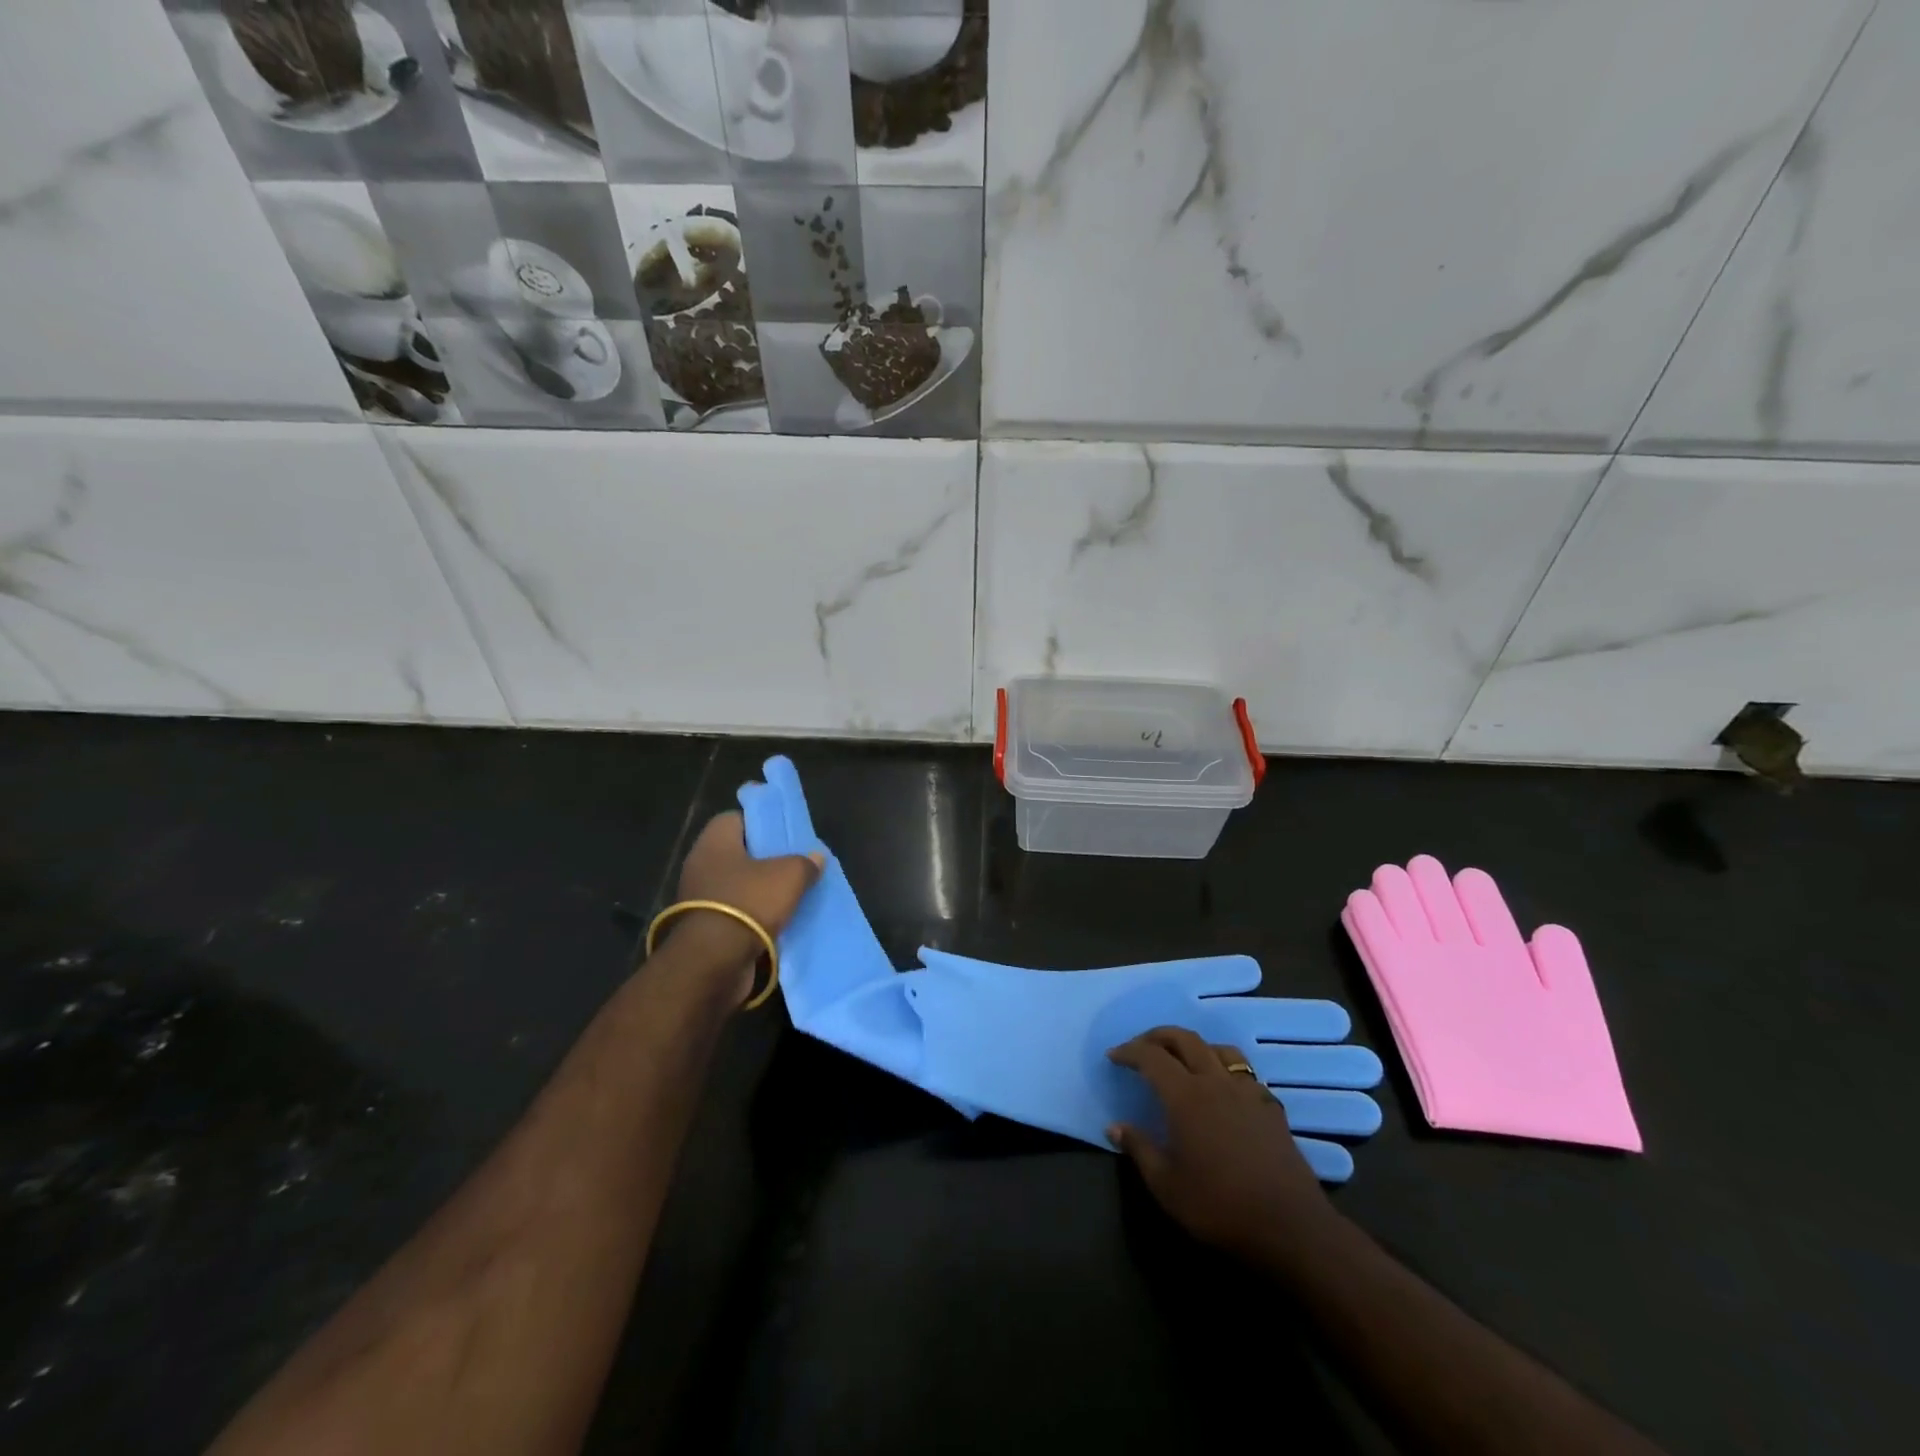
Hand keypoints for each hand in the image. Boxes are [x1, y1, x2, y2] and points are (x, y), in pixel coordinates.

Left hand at [666, 811, 823, 998]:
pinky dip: (753, 917)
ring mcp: (699, 898)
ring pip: (738, 885)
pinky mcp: (704, 928)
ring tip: (792, 895)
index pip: (737, 819)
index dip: (762, 823)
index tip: (785, 835)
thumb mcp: (789, 875)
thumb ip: (805, 862)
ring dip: (761, 891)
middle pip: (739, 854)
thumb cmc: (748, 903)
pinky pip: (734, 913)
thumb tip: (816, 857)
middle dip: (766, 860)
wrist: (713, 962)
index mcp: (715, 842)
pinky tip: (778, 922)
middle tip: (795, 864)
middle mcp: (701, 865)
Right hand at [1107, 1027, 1337, 1260]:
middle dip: (1158, 1036)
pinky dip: (1225, 1069)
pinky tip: (1223, 1089)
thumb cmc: (1220, 1207)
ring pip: (1218, 1049)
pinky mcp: (1271, 1107)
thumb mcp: (1167, 1186)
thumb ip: (1139, 1149)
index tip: (1114, 1056)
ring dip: (1194, 1046)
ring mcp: (1247, 1092)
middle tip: (1141, 1047)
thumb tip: (1114, 1127)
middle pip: (1184, 1039)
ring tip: (1182, 1060)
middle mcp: (1215, 1082)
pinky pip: (1244, 1072)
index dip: (1129, 1051)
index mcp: (1185, 1096)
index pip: (1151, 1057)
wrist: (1290, 1228)